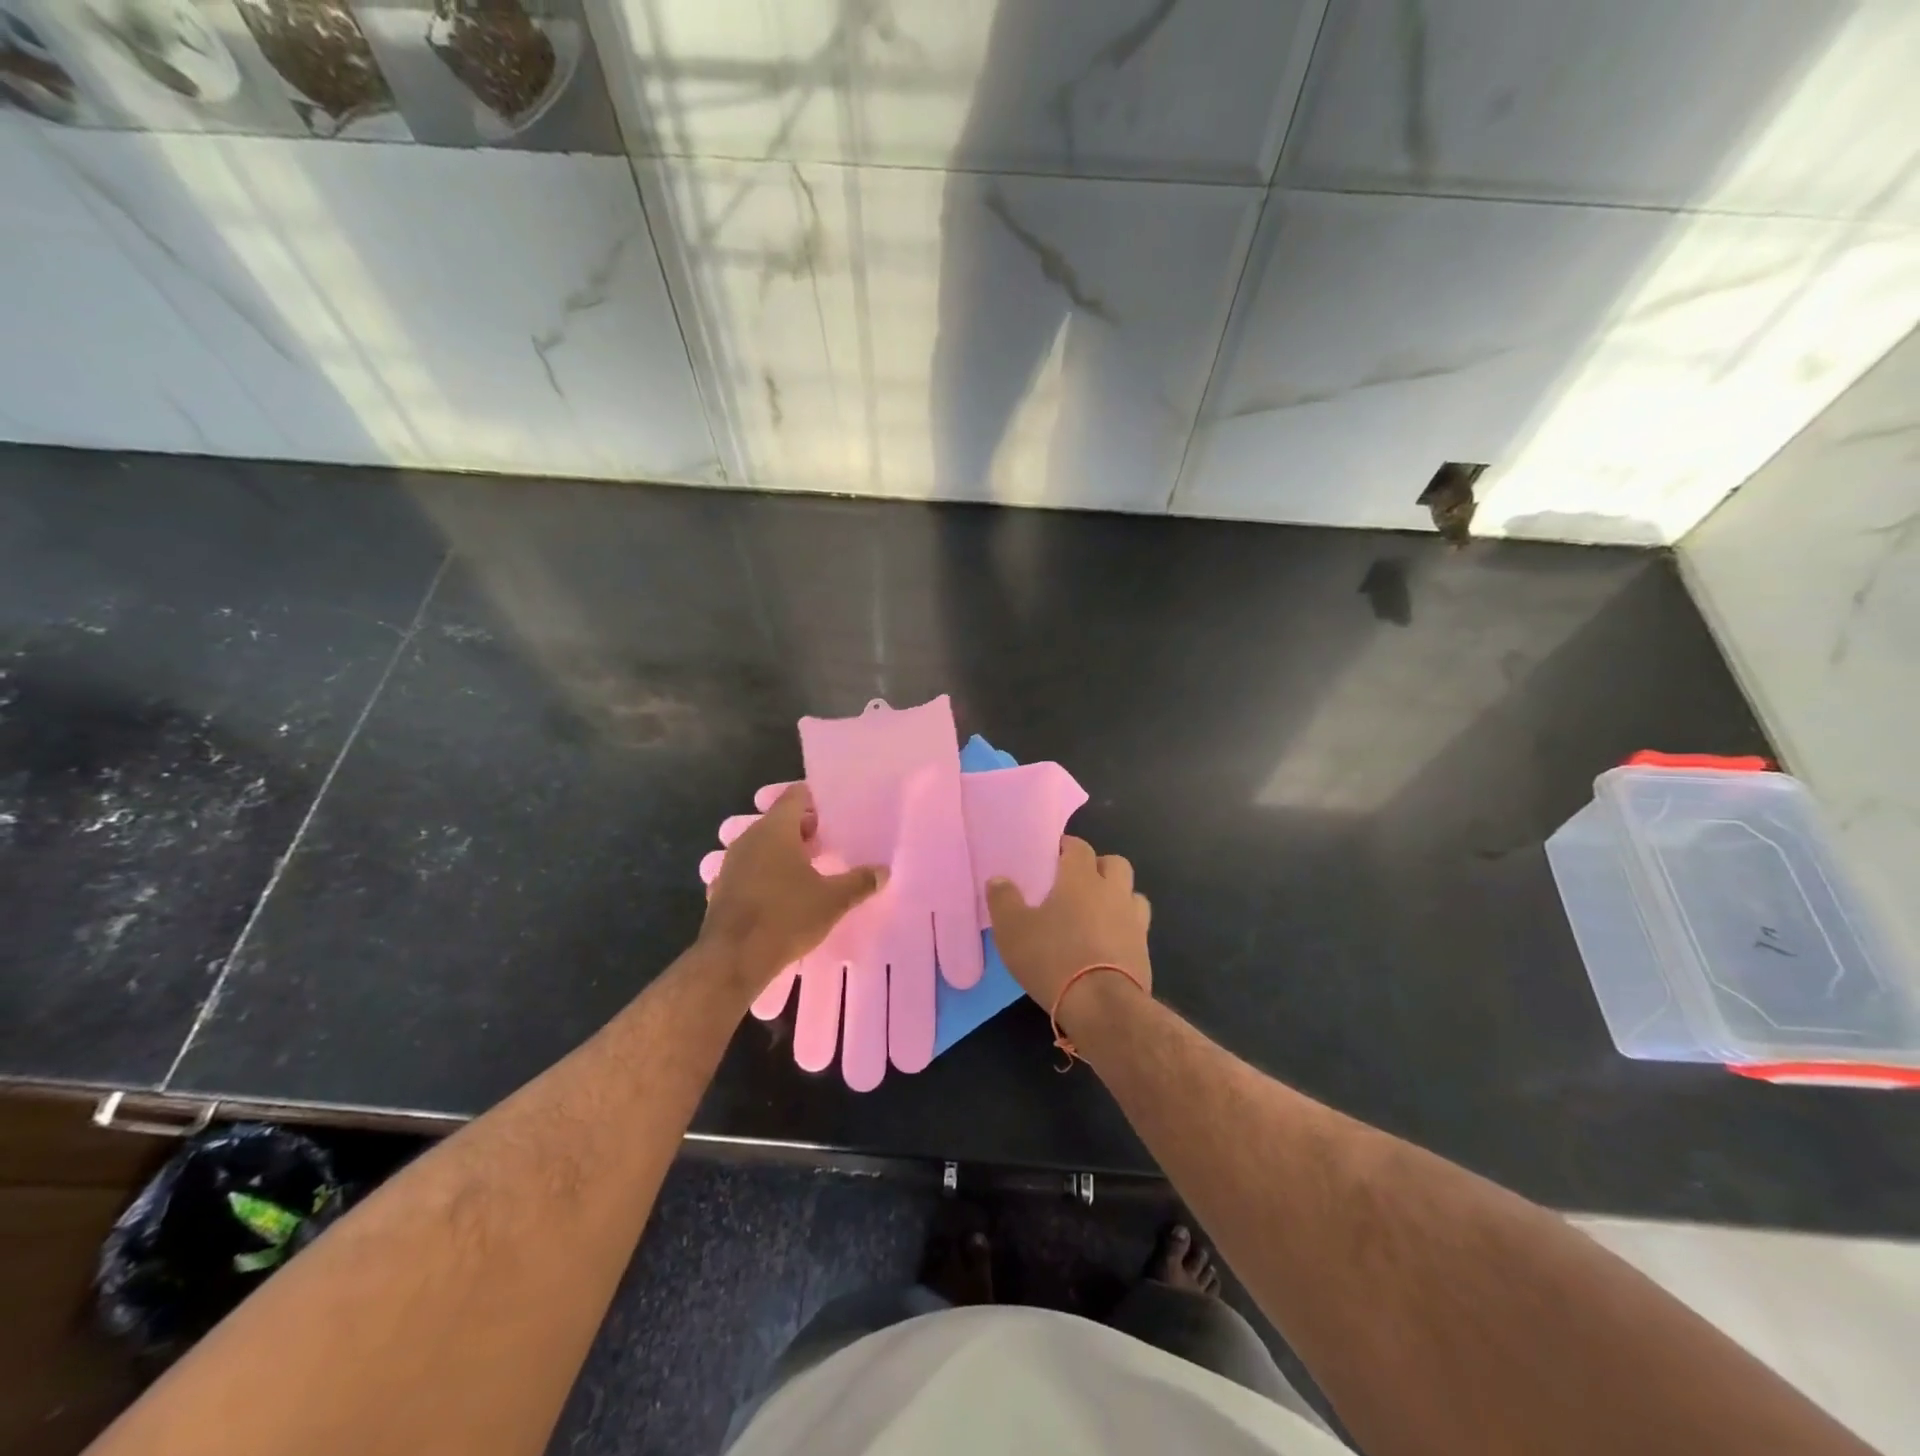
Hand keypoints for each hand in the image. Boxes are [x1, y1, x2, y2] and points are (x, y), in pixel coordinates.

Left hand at [699, 785, 885, 998]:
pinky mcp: (722, 888)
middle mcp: (749, 838)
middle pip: (779, 820)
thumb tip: (883, 871)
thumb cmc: (786, 917)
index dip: (817, 800)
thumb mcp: (833, 900)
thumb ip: (859, 882)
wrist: (732, 960)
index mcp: (775, 829)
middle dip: (804, 829)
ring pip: (763, 845)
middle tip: (830, 844)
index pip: (796, 795)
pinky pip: (749, 870)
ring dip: (784, 853)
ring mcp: (731, 863)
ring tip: (811, 869)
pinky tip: (783, 894)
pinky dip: (766, 874)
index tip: (836, 814)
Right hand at [986, 837, 1151, 1014]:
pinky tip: (1108, 942)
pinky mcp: (1144, 950)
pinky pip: (1137, 926)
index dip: (1067, 847)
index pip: (1079, 847)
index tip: (1053, 856)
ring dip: (1117, 896)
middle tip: (1077, 883)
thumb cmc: (1053, 958)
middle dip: (1098, 866)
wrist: (1102, 1006)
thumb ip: (1003, 900)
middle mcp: (1112, 891)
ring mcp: (1134, 920)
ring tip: (1096, 912)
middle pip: (1115, 863)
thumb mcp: (1013, 930)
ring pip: (1132, 893)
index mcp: (1081, 879)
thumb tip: (999, 879)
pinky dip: (1124, 927)